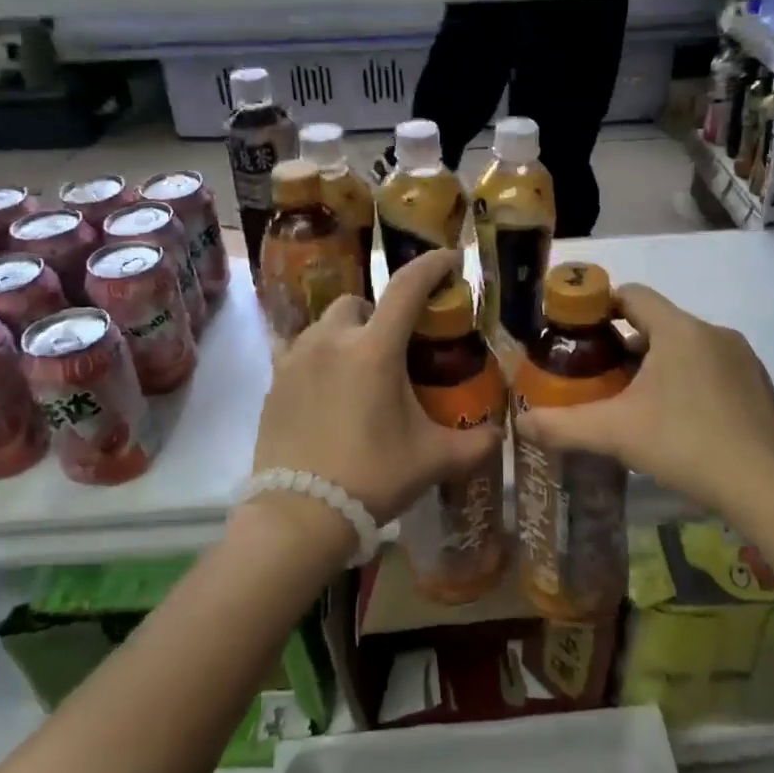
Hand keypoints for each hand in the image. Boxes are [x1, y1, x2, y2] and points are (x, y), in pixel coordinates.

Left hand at [251, 249, 502, 524]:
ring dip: (346, 335)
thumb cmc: (372, 476)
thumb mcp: (432, 459)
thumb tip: (499, 434)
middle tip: (394, 348)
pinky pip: (299, 352)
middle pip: (358, 303)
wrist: (300, 513)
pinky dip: (318, 359)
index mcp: (374, 349)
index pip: (407, 288)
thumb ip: (474, 443)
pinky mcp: (274, 382)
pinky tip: (327, 391)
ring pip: (325, 326)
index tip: (450, 259)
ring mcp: (295, 358)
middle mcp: (331, 341)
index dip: (432, 266)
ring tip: (359, 371)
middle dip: (379, 314)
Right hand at [515, 284, 773, 514]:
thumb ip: (563, 425)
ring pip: (687, 348)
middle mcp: (714, 333)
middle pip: (658, 323)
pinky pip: (713, 369)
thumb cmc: (685, 443)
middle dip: (625, 345)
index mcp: (679, 330)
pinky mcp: (760, 386)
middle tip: (600, 379)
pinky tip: (680, 423)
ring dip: (658, 365)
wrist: (766, 486)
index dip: (599, 307)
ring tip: (637, 404)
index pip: (632, 294)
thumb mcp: (615, 433)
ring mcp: (743, 359)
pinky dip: (690, 382)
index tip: (578, 334)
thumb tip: (522, 423)